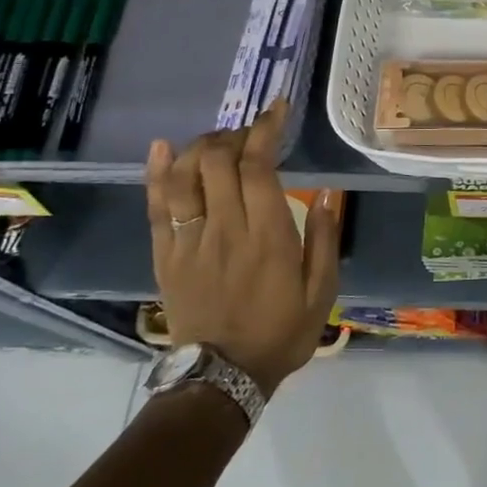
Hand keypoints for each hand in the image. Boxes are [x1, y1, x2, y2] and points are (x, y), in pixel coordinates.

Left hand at [145, 101, 339, 396]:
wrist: (222, 377)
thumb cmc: (280, 332)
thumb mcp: (322, 291)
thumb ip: (326, 239)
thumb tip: (331, 192)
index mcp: (267, 235)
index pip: (259, 166)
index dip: (265, 129)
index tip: (276, 109)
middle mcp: (225, 229)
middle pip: (218, 161)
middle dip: (234, 134)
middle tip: (251, 133)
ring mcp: (189, 241)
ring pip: (184, 175)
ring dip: (200, 146)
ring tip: (218, 142)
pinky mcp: (165, 255)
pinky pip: (156, 206)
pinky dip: (156, 172)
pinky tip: (161, 147)